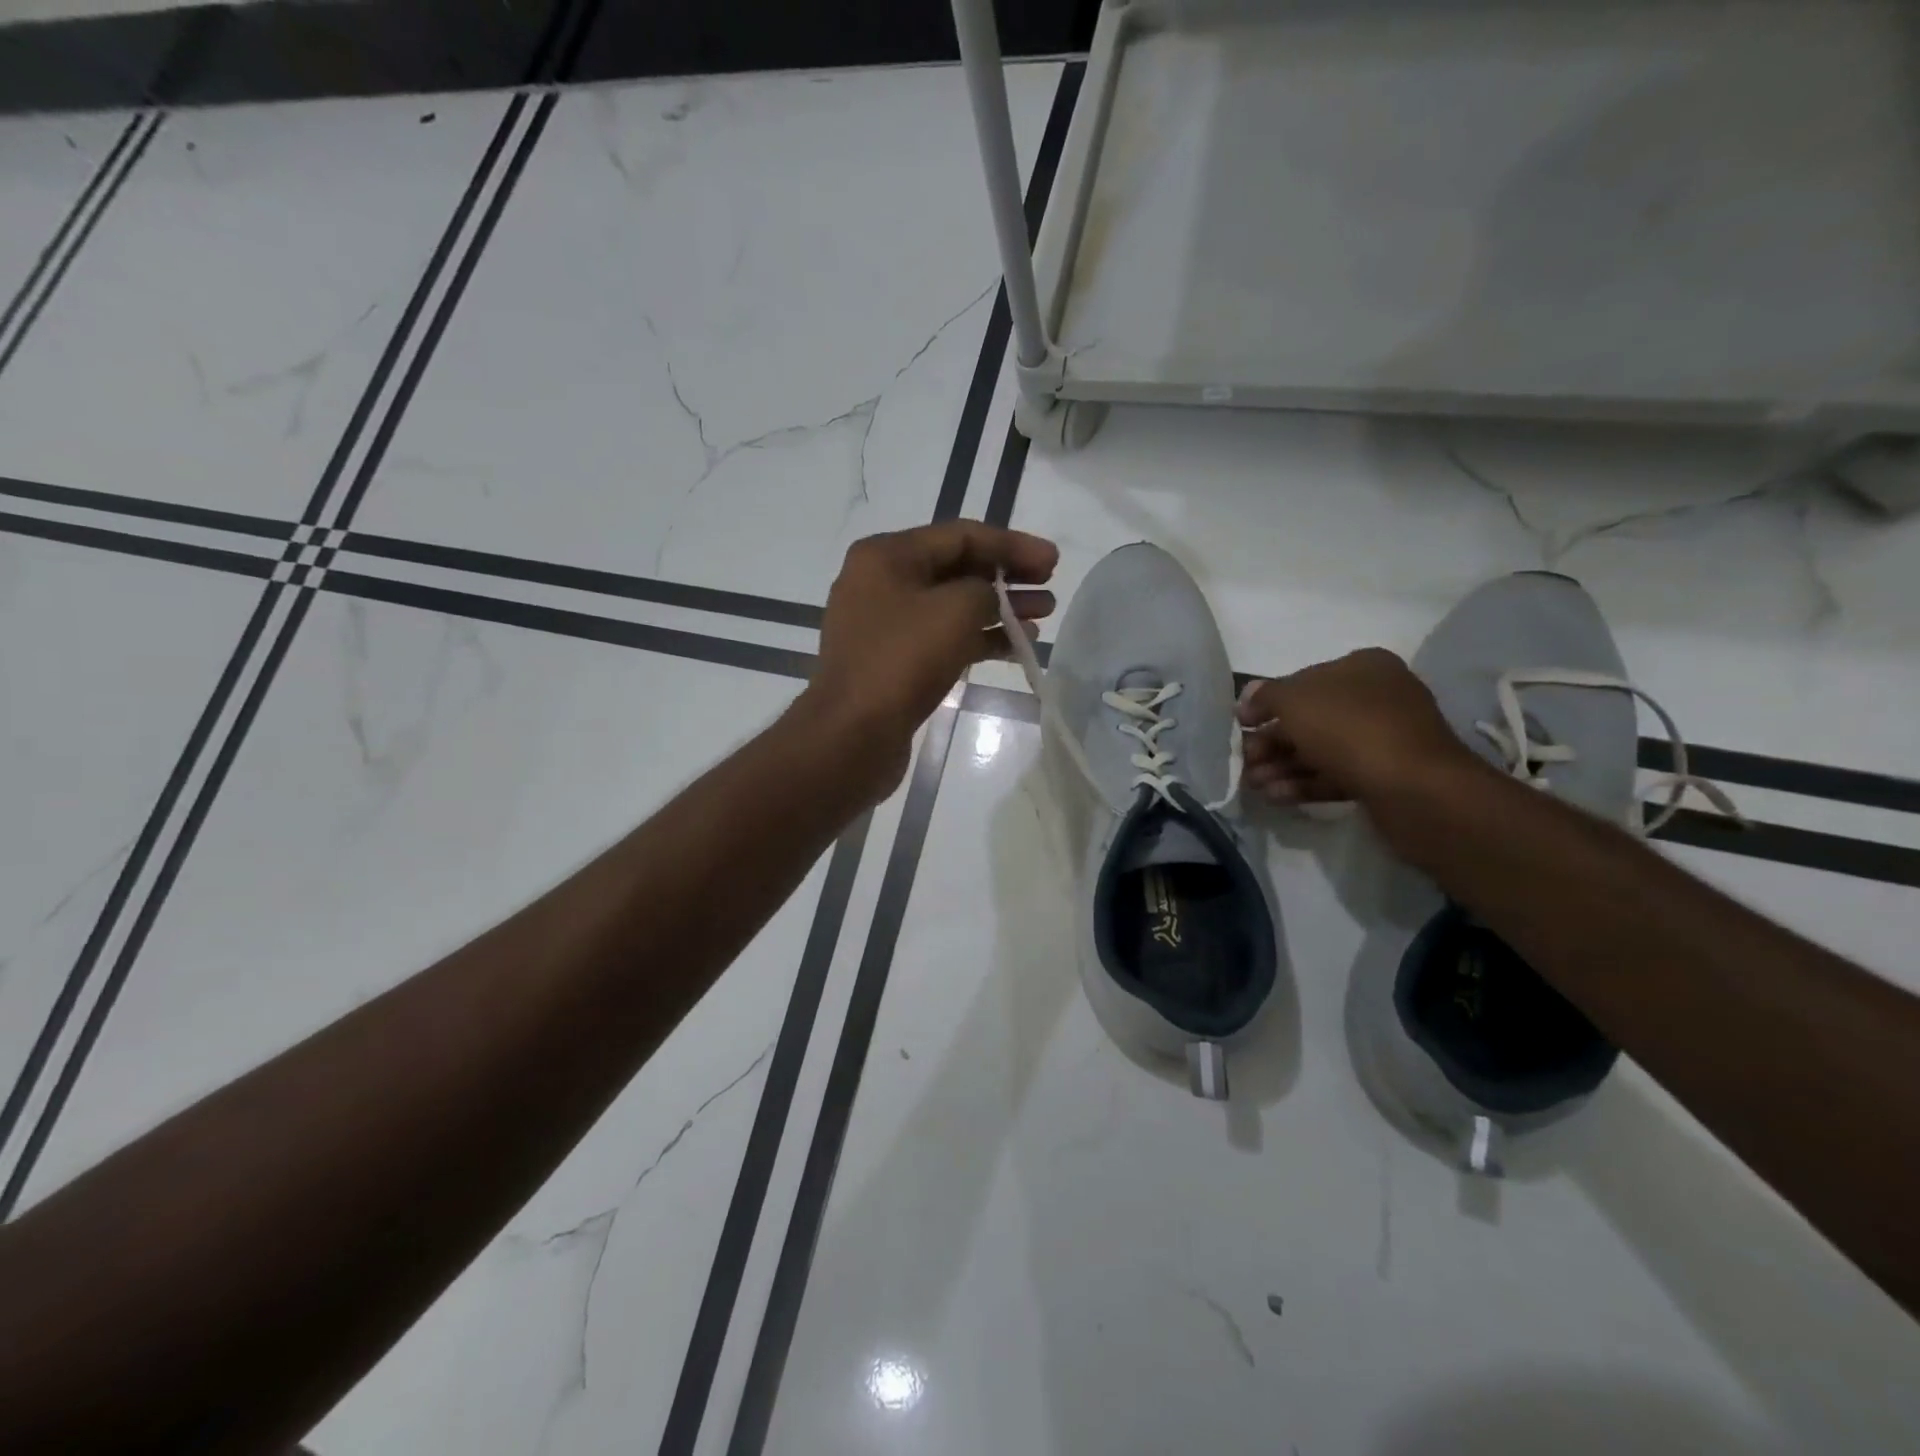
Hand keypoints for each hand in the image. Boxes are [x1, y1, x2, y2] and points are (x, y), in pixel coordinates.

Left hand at [800, 522, 1057, 791]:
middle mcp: (881, 582)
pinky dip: (978, 638)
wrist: (852, 735)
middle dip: (1007, 576)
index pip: (960, 535)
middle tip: (1050, 588)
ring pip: (952, 606)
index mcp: (887, 555)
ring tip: (1043, 615)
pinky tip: (1016, 646)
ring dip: (998, 609)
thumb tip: (989, 598)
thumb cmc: (903, 661)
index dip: (1012, 545)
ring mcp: (885, 624)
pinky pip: (942, 637)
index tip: (1053, 561)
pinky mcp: (892, 661)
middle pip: (956, 568)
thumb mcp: (956, 609)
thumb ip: (985, 590)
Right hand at [1237, 648, 1475, 807]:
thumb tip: (1248, 698)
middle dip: (1271, 741)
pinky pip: (1334, 775)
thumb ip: (1266, 696)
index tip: (1241, 724)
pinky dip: (1303, 783)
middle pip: (1308, 718)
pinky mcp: (1382, 777)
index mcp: (1362, 668)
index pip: (1302, 680)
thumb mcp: (1295, 701)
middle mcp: (1376, 698)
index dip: (1267, 702)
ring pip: (1318, 750)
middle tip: (1245, 761)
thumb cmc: (1351, 729)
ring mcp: (1381, 739)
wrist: (1416, 789)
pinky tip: (1275, 796)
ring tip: (1254, 785)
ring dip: (1281, 766)